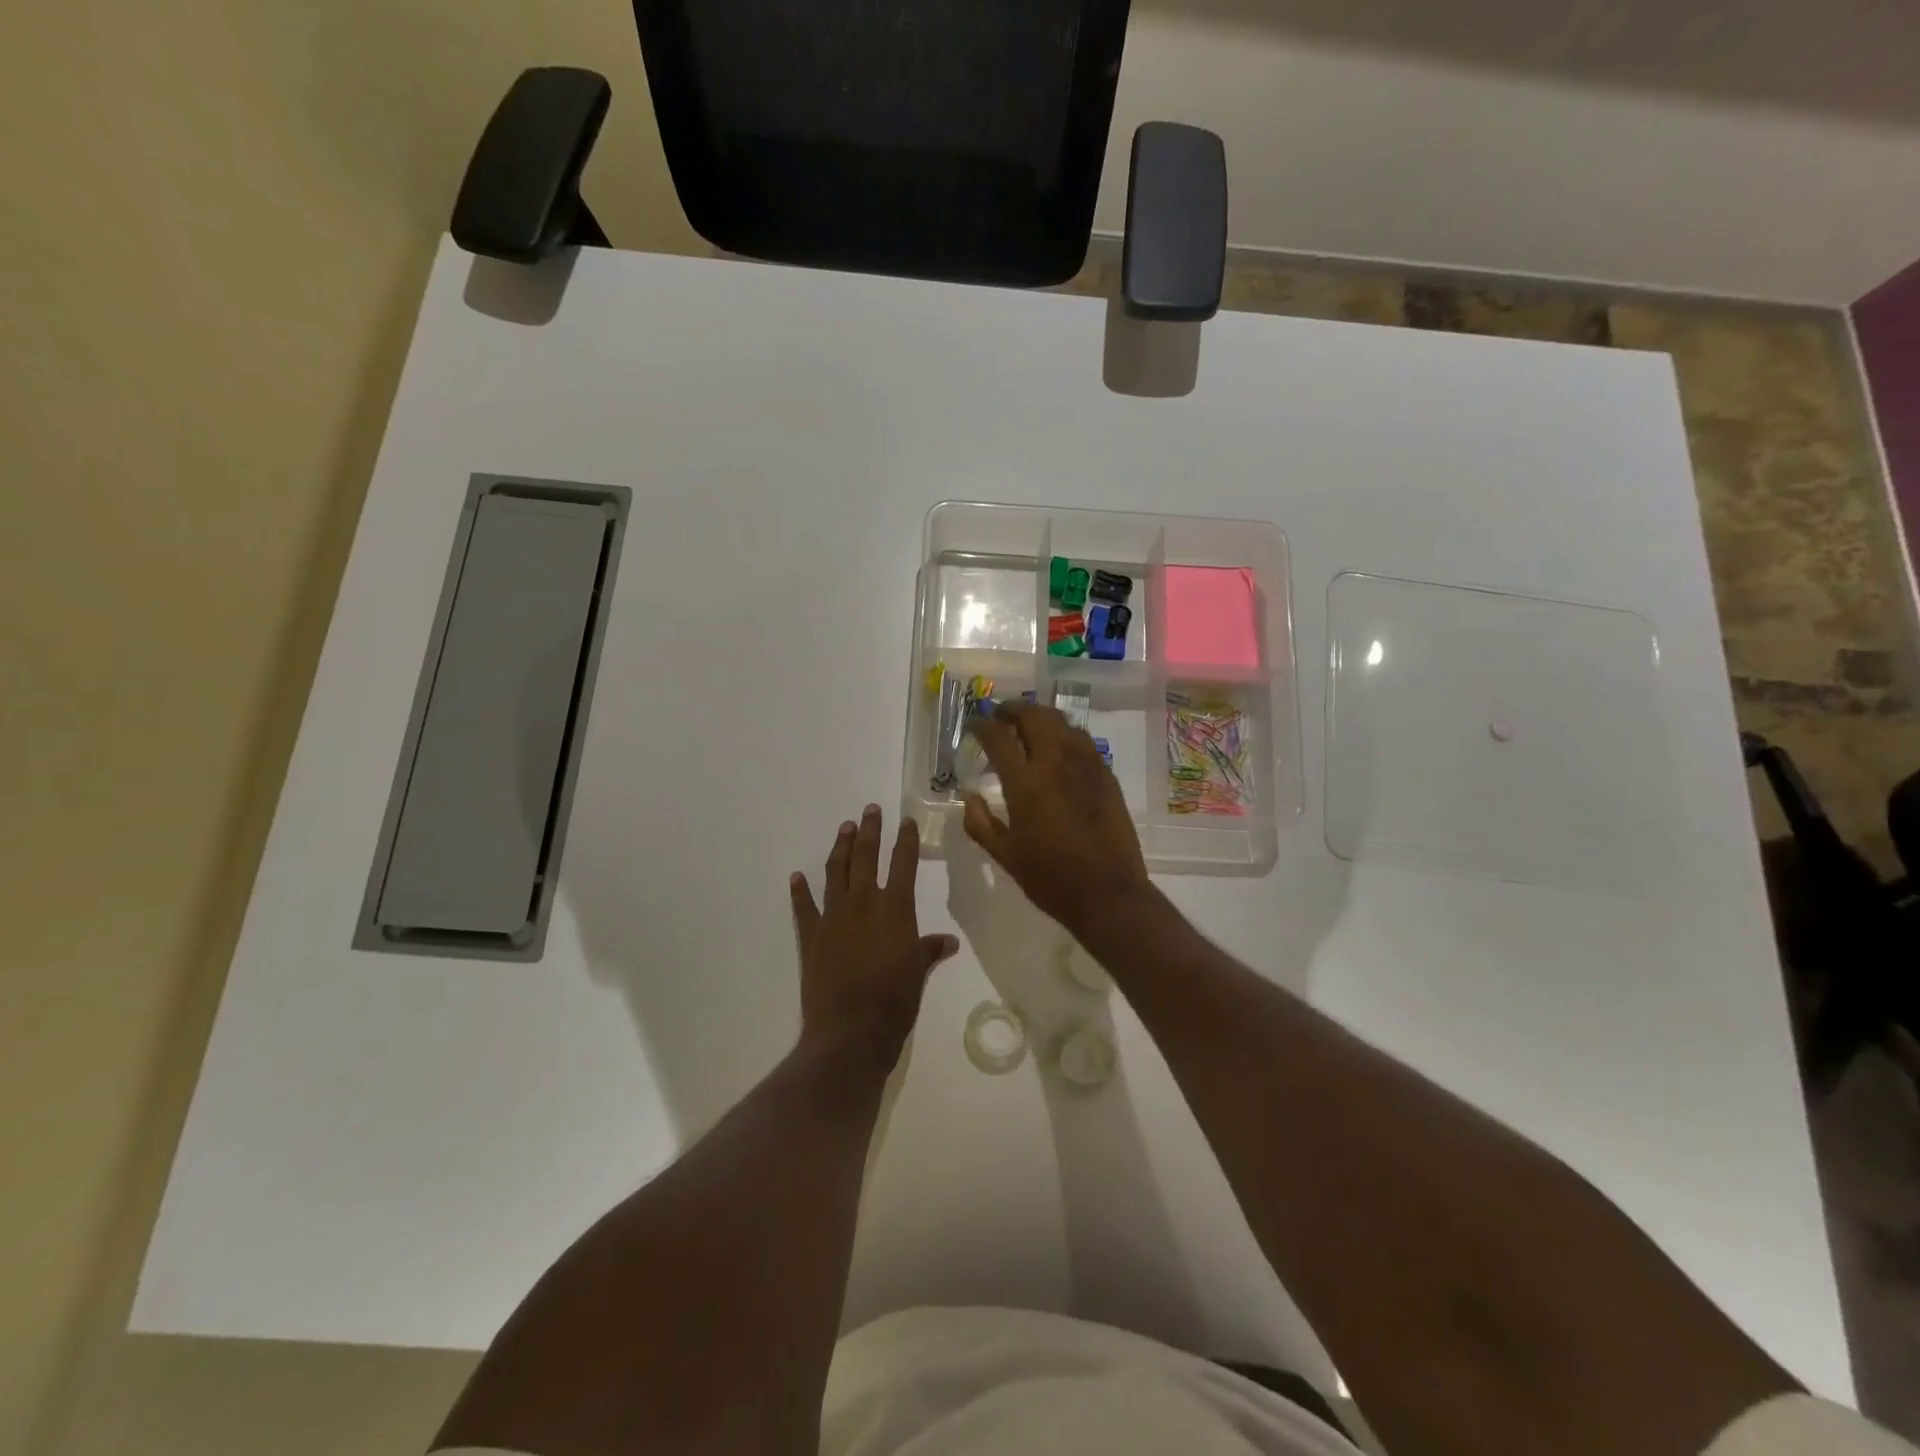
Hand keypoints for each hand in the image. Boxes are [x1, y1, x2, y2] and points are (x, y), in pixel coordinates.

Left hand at [790, 805, 957, 1062]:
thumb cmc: (895, 1001)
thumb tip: (949, 941)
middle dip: (869, 831)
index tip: (906, 820)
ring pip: (835, 872)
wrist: (850, 1030)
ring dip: (840, 848)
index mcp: (895, 908)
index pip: (903, 863)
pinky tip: (797, 876)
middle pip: (866, 857)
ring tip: (845, 828)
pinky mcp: (811, 936)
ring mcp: (834, 917)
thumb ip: (929, 950)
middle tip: (870, 810)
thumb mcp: (919, 972)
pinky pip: (804, 907)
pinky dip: (800, 891)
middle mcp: (864, 903)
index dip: (906, 840)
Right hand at [964, 704, 1150, 935]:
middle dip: (1012, 710)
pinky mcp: (1106, 774)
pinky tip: (1058, 748)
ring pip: (1061, 722)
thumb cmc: (1051, 879)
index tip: (975, 725)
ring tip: (1028, 726)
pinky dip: (1064, 733)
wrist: (1109, 893)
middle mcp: (1055, 763)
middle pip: (1033, 716)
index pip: (998, 737)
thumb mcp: (1005, 856)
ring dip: (1040, 717)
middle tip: (1001, 717)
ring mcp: (1085, 765)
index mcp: (1025, 784)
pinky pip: (1082, 739)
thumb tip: (969, 796)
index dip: (983, 725)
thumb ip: (980, 824)